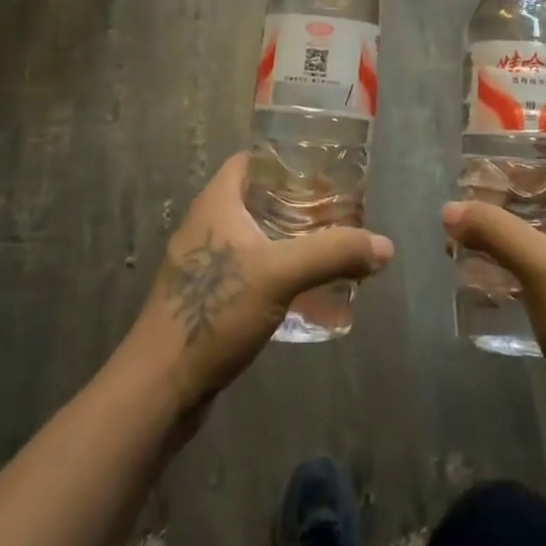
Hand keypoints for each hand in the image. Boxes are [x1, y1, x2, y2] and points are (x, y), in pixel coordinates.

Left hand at [122, 154, 393, 419]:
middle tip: (339, 210)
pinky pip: (249, 269)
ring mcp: (204, 264)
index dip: (285, 158)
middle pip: (257, 198)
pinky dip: (277, 269)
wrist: (160, 386)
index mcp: (215, 203)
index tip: (324, 168)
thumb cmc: (213, 311)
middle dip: (298, 202)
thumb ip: (333, 254)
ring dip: (289, 238)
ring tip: (330, 245)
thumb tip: (385, 246)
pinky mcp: (206, 298)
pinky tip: (305, 288)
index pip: (251, 161)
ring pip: (255, 236)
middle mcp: (206, 225)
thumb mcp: (280, 274)